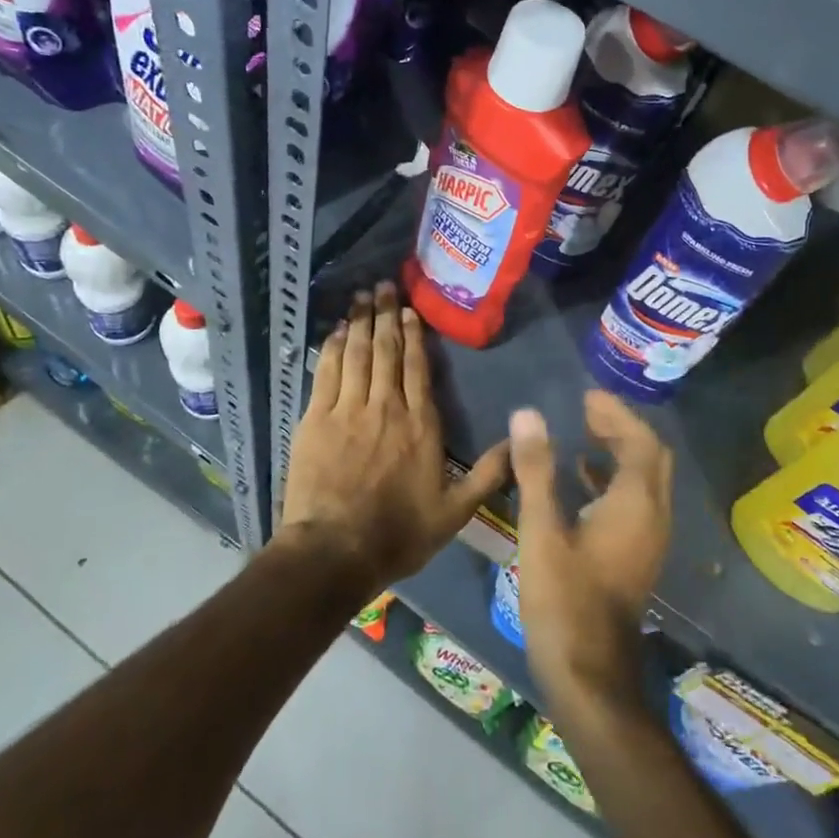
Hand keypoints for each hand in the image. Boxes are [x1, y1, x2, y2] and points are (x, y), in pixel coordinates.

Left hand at [281, 283, 507, 590]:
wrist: (335, 551)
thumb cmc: (398, 533)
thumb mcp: (455, 512)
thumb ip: (489, 474)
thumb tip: (522, 441)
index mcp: (420, 424)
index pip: (417, 368)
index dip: (412, 336)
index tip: (409, 310)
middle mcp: (386, 407)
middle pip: (385, 351)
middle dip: (385, 315)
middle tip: (384, 286)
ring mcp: (348, 410)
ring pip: (356, 354)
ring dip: (359, 322)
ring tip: (361, 297)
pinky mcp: (316, 419)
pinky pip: (326, 373)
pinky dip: (331, 348)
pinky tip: (334, 331)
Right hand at [512, 391, 673, 716]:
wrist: (589, 675)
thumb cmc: (564, 600)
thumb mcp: (542, 531)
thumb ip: (536, 470)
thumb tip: (528, 413)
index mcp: (636, 504)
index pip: (640, 441)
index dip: (616, 414)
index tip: (586, 396)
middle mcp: (653, 516)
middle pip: (650, 456)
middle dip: (623, 427)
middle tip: (587, 410)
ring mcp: (649, 539)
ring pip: (645, 479)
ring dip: (620, 451)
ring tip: (584, 431)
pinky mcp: (637, 555)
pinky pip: (635, 501)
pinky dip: (614, 479)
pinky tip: (582, 479)